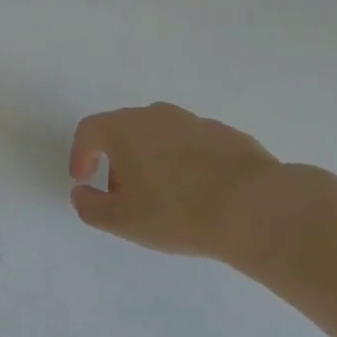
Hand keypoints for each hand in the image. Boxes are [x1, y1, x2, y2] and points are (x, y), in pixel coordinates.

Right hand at [68, 102, 284, 261]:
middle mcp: (155, 115)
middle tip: (124, 194)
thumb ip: (89, 206)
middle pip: (124, 130)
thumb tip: (82, 193)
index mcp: (123, 128)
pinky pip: (193, 146)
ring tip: (164, 197)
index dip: (80, 154)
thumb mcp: (121, 221)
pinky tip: (199, 194)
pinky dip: (186, 163)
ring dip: (153, 160)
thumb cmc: (176, 212)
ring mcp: (194, 122)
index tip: (84, 180)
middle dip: (117, 160)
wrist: (255, 208)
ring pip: (160, 136)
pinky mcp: (227, 135)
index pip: (88, 131)